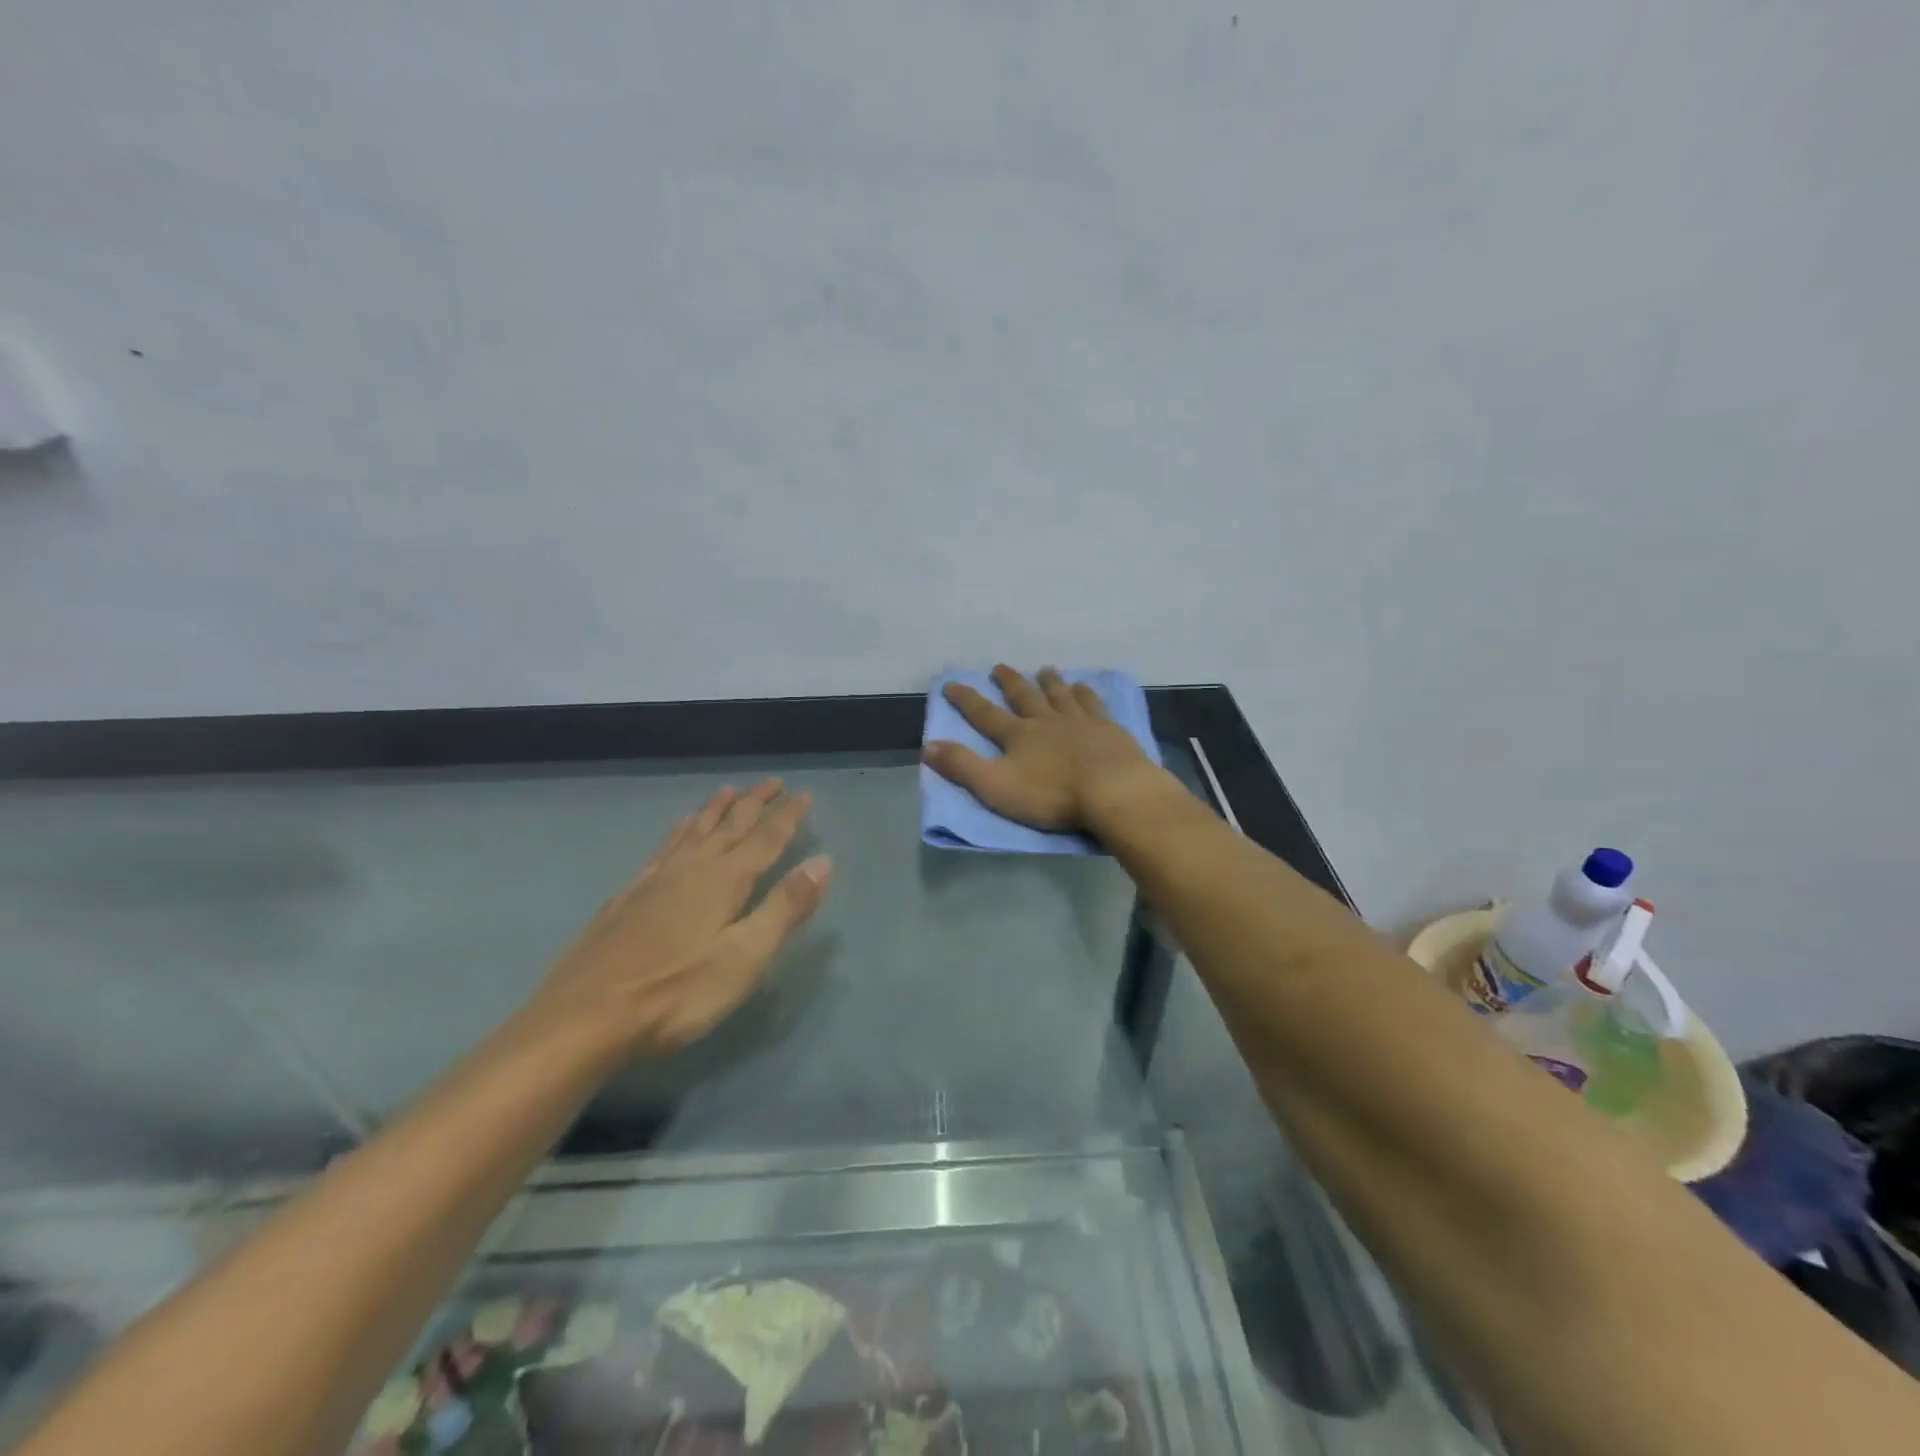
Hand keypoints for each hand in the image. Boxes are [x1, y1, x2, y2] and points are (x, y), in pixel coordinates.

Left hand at [523, 781, 830, 1057]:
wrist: (583, 1018)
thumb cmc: (676, 992)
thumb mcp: (744, 957)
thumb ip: (785, 907)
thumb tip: (823, 862)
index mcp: (724, 880)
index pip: (765, 838)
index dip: (786, 816)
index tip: (802, 794)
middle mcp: (692, 868)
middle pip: (730, 825)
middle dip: (754, 803)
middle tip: (772, 782)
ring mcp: (655, 879)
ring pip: (694, 830)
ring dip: (716, 809)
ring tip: (728, 791)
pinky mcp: (627, 895)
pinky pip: (664, 846)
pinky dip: (679, 830)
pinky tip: (678, 829)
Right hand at [924, 665, 1167, 832]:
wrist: (1113, 790)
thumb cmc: (1052, 794)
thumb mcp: (996, 786)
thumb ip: (962, 766)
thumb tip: (928, 745)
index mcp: (1018, 736)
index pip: (985, 714)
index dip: (966, 700)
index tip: (952, 683)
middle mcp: (1046, 721)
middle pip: (1025, 696)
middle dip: (1009, 682)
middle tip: (999, 667)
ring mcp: (1080, 722)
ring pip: (1060, 694)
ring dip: (1050, 681)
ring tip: (1045, 669)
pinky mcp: (1108, 729)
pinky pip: (1093, 704)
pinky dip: (1085, 693)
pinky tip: (1084, 687)